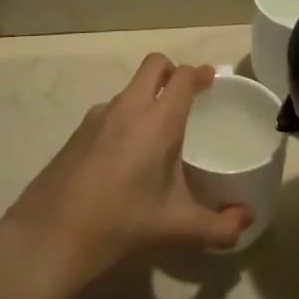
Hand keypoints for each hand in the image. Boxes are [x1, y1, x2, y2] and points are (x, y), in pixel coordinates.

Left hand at [0, 54, 251, 293]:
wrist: (51, 234)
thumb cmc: (122, 222)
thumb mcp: (178, 228)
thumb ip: (220, 227)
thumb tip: (247, 219)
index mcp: (158, 119)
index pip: (183, 76)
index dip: (199, 74)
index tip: (210, 82)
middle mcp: (129, 106)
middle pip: (154, 64)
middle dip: (172, 71)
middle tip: (186, 96)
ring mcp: (99, 115)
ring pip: (130, 88)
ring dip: (146, 95)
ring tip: (157, 132)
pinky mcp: (78, 131)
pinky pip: (110, 110)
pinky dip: (124, 117)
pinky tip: (125, 155)